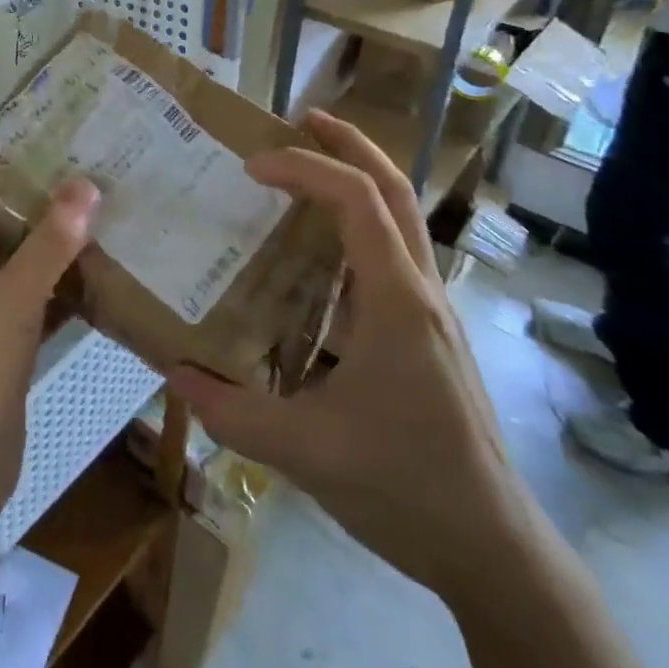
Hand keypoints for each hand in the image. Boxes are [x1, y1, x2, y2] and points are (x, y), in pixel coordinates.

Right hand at [169, 110, 530, 605]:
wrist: (496, 549)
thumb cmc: (405, 486)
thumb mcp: (306, 451)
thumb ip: (232, 413)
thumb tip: (172, 375)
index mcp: (396, 300)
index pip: (355, 200)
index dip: (304, 168)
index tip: (252, 165)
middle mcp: (421, 290)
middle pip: (395, 189)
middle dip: (349, 144)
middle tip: (301, 118)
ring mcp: (432, 310)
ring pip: (403, 217)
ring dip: (360, 177)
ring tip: (310, 166)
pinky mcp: (430, 332)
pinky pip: (395, 253)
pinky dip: (361, 223)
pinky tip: (324, 251)